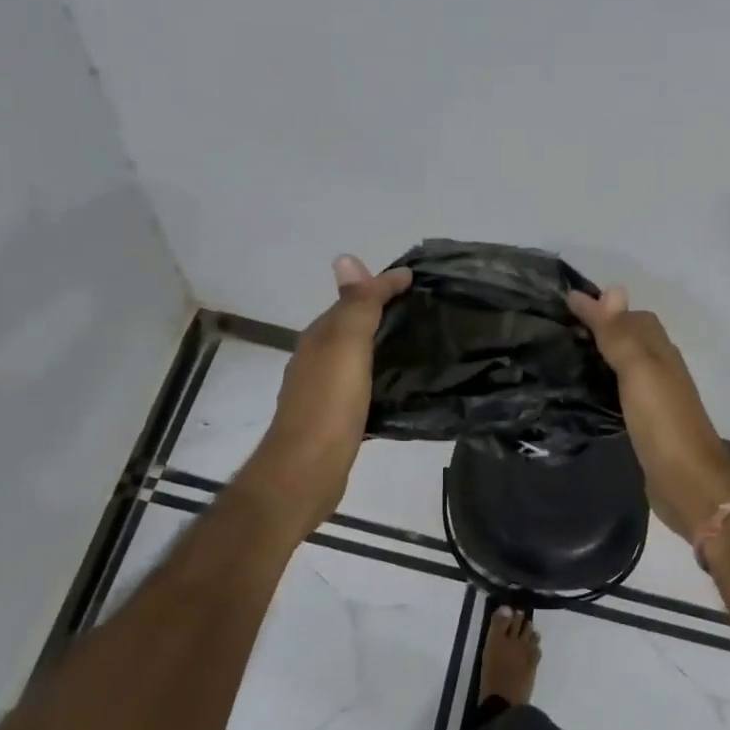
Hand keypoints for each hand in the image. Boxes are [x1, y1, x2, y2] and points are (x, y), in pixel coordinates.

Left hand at [241, 255, 411, 526]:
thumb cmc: (329, 404)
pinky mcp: (335, 418)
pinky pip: (361, 385)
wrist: (306, 471)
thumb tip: (347, 258)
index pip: (353, 299)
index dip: (382, 285)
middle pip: (352, 326)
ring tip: (418, 344)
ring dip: (381, 345)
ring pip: (356, 356)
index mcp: (320, 337)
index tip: (417, 278)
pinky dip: (379, 375)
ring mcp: (323, 390)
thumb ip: (354, 306)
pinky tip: (399, 386)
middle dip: (382, 312)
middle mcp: (317, 358)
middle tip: (423, 309)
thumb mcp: (346, 346)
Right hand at [568, 286, 729, 542]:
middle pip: (630, 340)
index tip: (563, 303)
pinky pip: (619, 394)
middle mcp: (659, 371)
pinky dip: (601, 385)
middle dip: (599, 329)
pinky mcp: (643, 426)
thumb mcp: (639, 371)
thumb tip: (610, 288)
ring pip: (623, 367)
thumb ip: (622, 334)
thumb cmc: (663, 422)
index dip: (602, 307)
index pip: (632, 317)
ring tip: (561, 355)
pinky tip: (581, 393)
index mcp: (660, 353)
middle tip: (557, 328)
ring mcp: (653, 400)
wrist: (687, 483)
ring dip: (599, 357)